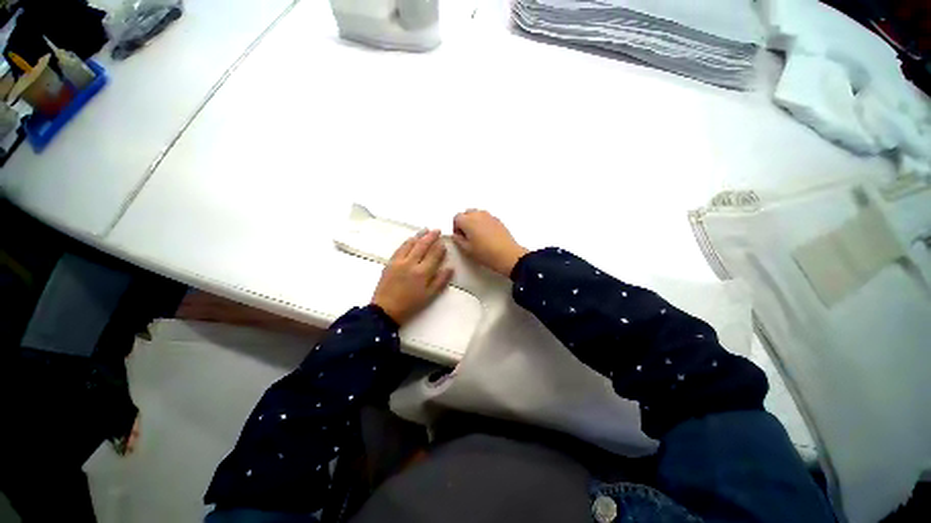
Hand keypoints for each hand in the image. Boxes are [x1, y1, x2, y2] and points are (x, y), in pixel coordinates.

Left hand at [372, 230, 453, 324]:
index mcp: (422, 273)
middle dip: (431, 236)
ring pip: (410, 244)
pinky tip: (411, 239)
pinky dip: (407, 242)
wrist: (385, 310)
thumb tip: (450, 268)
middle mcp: (411, 263)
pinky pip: (400, 248)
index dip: (440, 247)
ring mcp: (399, 261)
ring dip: (419, 236)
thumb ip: (440, 281)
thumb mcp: (429, 296)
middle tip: (437, 230)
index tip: (444, 242)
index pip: (434, 254)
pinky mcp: (390, 263)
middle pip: (423, 245)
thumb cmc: (410, 305)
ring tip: (426, 230)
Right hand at [452, 210, 528, 276]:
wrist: (507, 255)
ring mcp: (489, 216)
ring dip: (474, 222)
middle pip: (466, 213)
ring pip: (477, 214)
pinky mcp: (498, 220)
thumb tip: (456, 235)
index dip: (456, 227)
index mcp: (468, 220)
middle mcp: (478, 214)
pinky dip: (484, 223)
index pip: (456, 218)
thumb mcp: (467, 249)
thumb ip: (458, 240)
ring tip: (477, 236)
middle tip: (466, 236)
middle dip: (464, 222)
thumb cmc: (486, 253)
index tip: (459, 236)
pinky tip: (487, 236)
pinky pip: (486, 218)